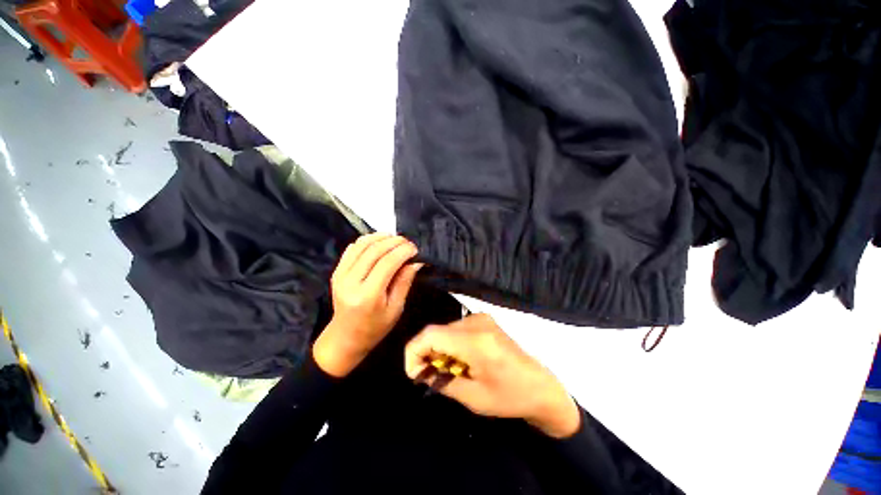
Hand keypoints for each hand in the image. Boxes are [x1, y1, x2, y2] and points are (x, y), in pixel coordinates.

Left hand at [313, 233, 422, 377]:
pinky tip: (378, 241)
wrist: (345, 337)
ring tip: (395, 238)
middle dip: (394, 242)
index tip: (415, 248)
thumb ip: (404, 282)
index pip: (387, 263)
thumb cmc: (375, 328)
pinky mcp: (336, 272)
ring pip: (361, 245)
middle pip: (374, 251)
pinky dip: (366, 241)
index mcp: (367, 296)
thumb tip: (415, 262)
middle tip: (408, 241)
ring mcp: (340, 275)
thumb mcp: (395, 309)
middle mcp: (350, 282)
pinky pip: (352, 249)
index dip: (402, 252)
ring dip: (380, 237)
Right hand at [405, 314, 580, 437]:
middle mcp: (476, 322)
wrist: (541, 386)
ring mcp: (481, 318)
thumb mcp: (473, 398)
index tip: (413, 373)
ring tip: (447, 370)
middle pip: (436, 331)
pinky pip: (456, 329)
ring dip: (438, 349)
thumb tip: (420, 371)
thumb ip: (442, 381)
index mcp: (475, 341)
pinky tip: (459, 360)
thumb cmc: (510, 397)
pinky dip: (450, 344)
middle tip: (428, 376)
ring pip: (445, 329)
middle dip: (426, 353)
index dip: (414, 351)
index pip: (431, 334)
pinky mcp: (484, 320)